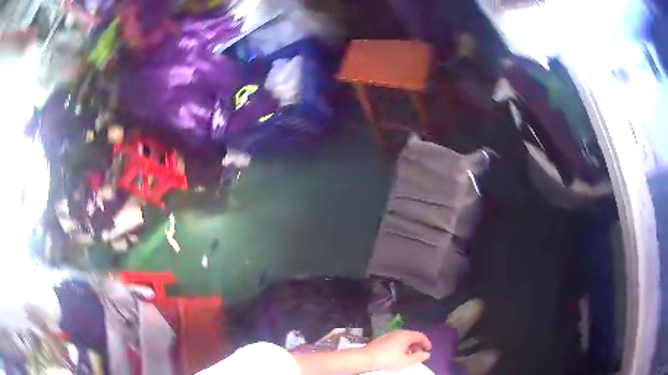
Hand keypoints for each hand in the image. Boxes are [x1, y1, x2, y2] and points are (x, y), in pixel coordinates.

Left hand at [362, 330, 431, 371]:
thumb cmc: (388, 359)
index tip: (429, 350)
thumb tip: (427, 354)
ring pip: (403, 339)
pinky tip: (398, 355)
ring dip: (409, 346)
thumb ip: (418, 357)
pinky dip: (401, 346)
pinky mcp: (381, 339)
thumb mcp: (406, 361)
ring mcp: (388, 335)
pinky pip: (396, 340)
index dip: (426, 342)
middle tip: (420, 354)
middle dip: (418, 345)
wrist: (365, 358)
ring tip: (409, 356)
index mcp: (406, 335)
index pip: (420, 336)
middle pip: (412, 336)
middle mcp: (398, 332)